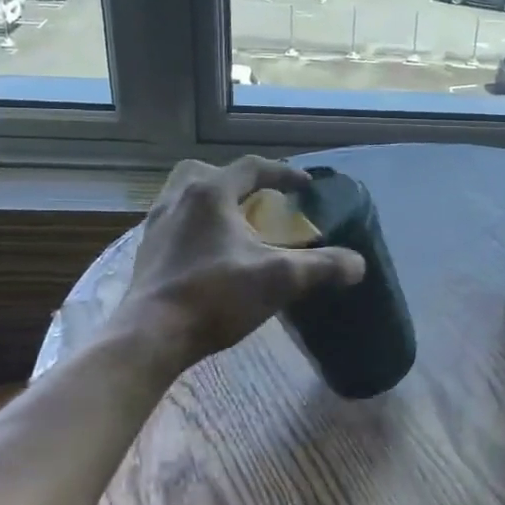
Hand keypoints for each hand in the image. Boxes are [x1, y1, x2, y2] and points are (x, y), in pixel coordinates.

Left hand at [115, 156, 364, 371]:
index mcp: (210, 193)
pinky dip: (196, 225)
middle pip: (210, 172)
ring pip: (186, 195)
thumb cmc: (215, 296)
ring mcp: (156, 224)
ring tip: (234, 223)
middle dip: (238, 181)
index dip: (283, 173)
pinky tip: (209, 251)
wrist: (150, 336)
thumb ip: (322, 267)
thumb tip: (358, 263)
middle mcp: (179, 199)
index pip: (252, 168)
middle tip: (260, 200)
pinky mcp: (146, 251)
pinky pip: (174, 222)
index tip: (306, 186)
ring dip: (213, 201)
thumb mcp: (279, 280)